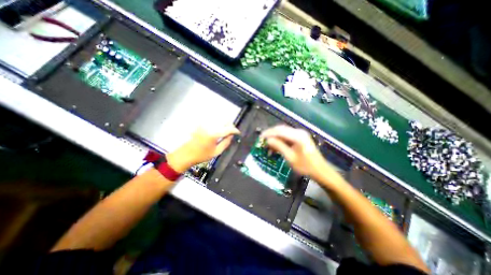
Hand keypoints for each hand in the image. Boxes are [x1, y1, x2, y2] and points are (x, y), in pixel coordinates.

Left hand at [167, 125, 239, 172]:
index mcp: (214, 134)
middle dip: (230, 125)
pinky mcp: (200, 124)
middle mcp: (210, 126)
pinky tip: (217, 129)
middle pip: (224, 120)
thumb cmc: (201, 155)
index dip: (235, 130)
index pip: (228, 129)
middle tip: (231, 132)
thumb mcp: (216, 152)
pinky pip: (212, 120)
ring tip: (225, 130)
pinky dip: (217, 123)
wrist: (185, 154)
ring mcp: (204, 124)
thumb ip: (226, 143)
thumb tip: (232, 136)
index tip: (238, 133)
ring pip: (218, 119)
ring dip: (224, 123)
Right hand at [260, 125, 328, 179]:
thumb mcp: (290, 157)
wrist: (320, 171)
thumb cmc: (305, 166)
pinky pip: (287, 136)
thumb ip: (279, 146)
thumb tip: (268, 140)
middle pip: (281, 129)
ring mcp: (300, 134)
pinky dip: (281, 141)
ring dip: (275, 138)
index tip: (260, 138)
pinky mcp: (300, 138)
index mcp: (297, 136)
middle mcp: (299, 132)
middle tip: (263, 141)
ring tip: (269, 146)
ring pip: (283, 133)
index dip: (268, 133)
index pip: (279, 131)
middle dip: (271, 135)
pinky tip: (276, 147)